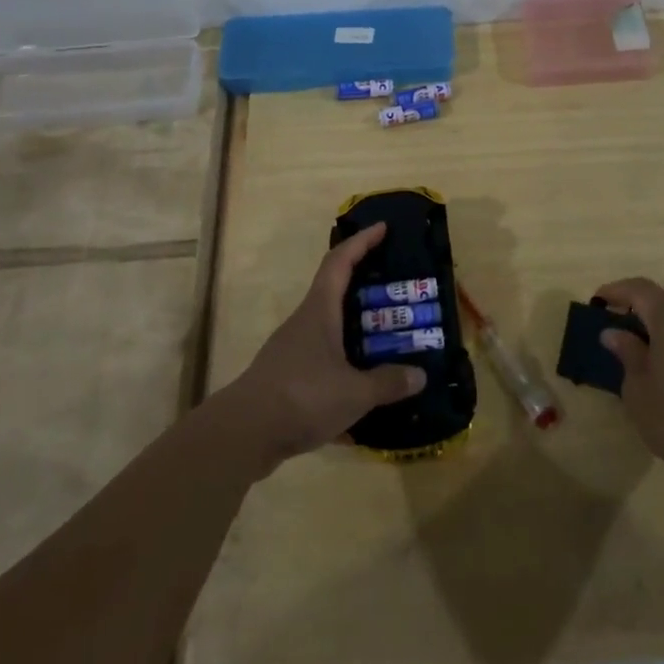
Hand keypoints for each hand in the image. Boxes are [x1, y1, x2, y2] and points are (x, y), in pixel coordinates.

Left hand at [229, 223, 425, 470]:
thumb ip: (387, 383)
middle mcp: (304, 323)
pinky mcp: (287, 379)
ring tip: (389, 344)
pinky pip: (323, 367)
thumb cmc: (301, 396)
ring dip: (356, 334)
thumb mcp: (354, 392)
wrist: (243, 435)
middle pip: (335, 293)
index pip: (340, 262)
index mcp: (319, 311)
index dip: (361, 241)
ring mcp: (292, 351)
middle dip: (365, 289)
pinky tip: (364, 402)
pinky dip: (345, 375)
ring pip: (330, 332)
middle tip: (398, 293)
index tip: (382, 228)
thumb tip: (420, 376)